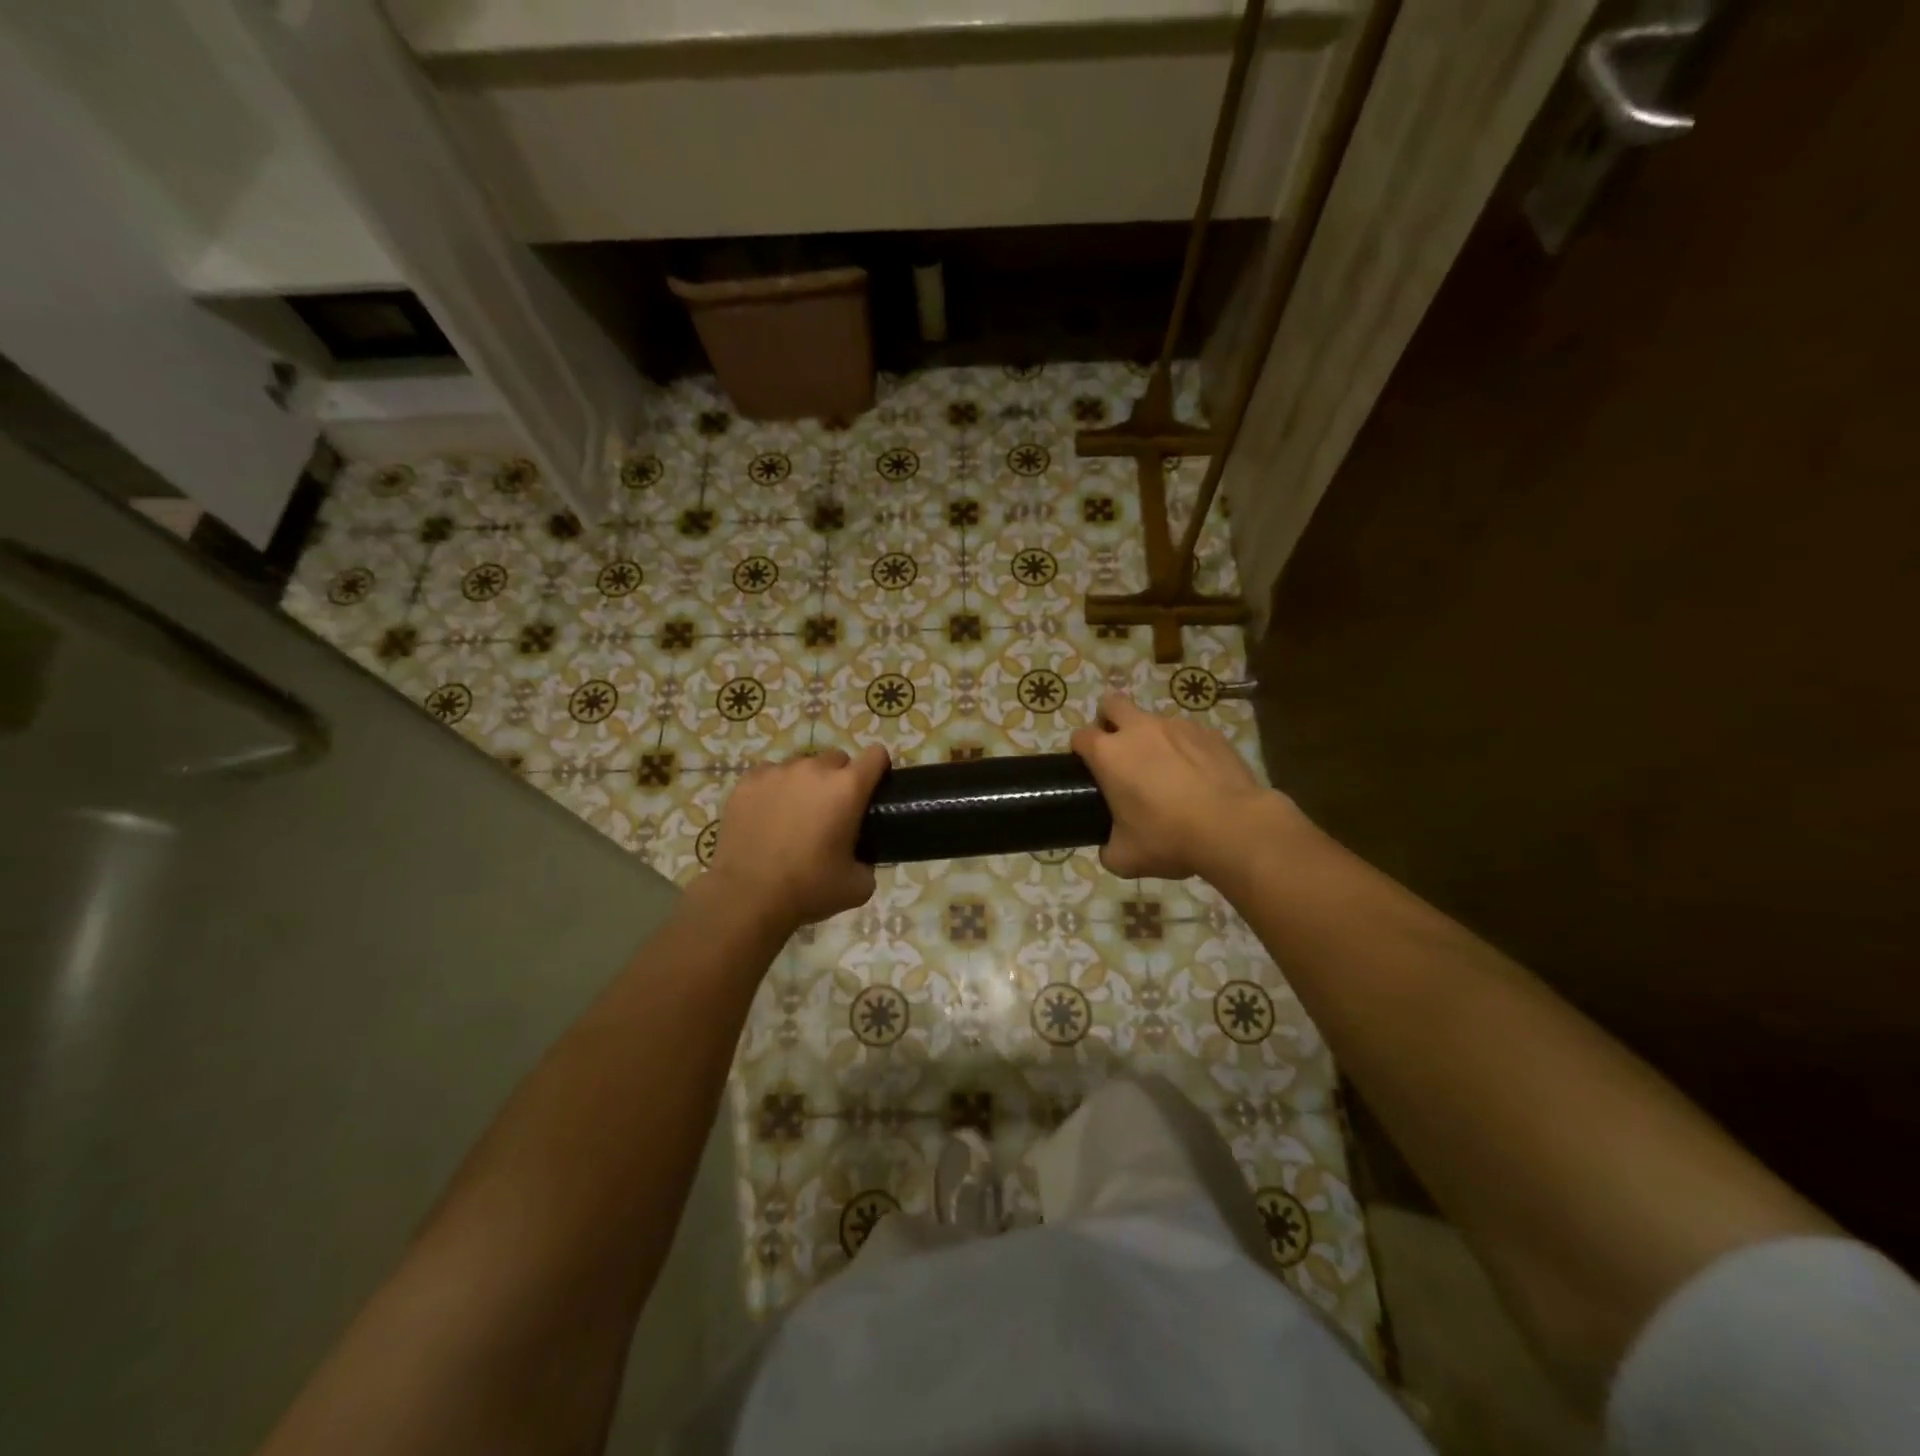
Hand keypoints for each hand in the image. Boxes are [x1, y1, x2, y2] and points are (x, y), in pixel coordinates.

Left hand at [704, 745, 889, 929]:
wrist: (747, 897)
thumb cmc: (809, 889)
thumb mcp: (858, 885)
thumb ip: (869, 861)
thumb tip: (861, 857)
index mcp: (847, 788)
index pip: (876, 755)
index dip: (878, 769)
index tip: (872, 789)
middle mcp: (814, 769)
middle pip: (837, 759)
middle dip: (839, 779)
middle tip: (831, 812)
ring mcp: (777, 772)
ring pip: (802, 766)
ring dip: (806, 783)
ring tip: (794, 815)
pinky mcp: (747, 782)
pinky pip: (770, 775)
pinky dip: (774, 789)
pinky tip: (767, 816)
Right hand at [1070, 692, 1291, 879]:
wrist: (1233, 827)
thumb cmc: (1169, 838)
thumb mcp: (1125, 858)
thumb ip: (1108, 848)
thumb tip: (1110, 848)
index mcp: (1109, 754)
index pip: (1080, 736)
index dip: (1080, 751)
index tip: (1089, 770)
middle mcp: (1139, 729)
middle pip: (1112, 704)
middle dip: (1109, 721)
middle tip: (1120, 754)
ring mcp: (1177, 726)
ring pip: (1153, 720)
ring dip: (1151, 738)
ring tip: (1167, 772)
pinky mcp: (1210, 732)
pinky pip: (1188, 733)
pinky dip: (1186, 748)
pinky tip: (1198, 776)